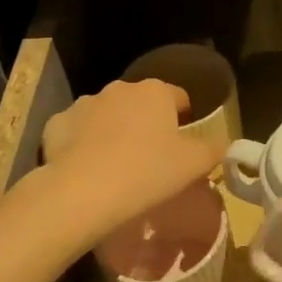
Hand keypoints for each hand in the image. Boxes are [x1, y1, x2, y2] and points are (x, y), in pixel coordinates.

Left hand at [40, 80, 221, 244]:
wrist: (83, 192)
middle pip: (140, 104)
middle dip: (146, 124)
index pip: (179, 97)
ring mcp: (84, 104)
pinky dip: (82, 144)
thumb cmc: (147, 173)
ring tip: (117, 167)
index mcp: (155, 92)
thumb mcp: (194, 165)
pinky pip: (76, 131)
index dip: (184, 119)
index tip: (182, 145)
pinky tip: (86, 169)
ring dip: (113, 131)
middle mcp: (119, 89)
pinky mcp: (57, 123)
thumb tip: (224, 144)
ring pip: (106, 115)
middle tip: (151, 159)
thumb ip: (214, 150)